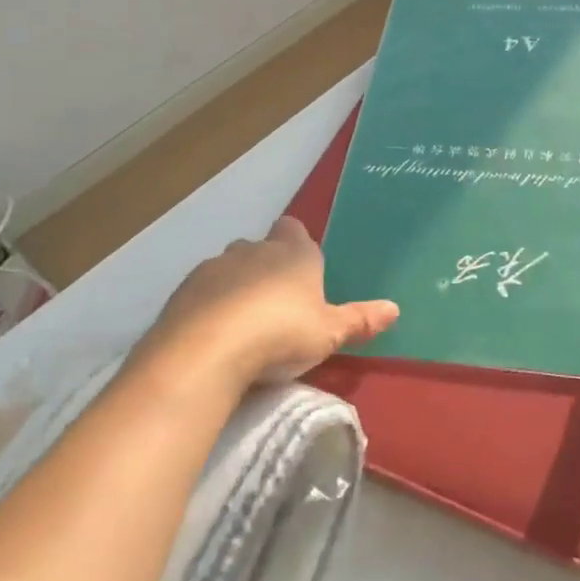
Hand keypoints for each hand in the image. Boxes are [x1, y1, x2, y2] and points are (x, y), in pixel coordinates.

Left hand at [138, 217, 398, 393]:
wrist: (207, 351)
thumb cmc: (281, 334)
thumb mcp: (328, 333)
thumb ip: (359, 320)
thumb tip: (395, 308)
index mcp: (293, 253)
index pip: (294, 229)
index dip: (296, 243)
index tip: (302, 268)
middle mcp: (253, 250)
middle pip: (261, 247)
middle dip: (267, 266)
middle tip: (277, 303)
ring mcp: (214, 267)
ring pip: (229, 268)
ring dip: (236, 286)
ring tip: (244, 323)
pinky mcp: (184, 291)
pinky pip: (203, 291)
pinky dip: (210, 305)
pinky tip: (214, 334)